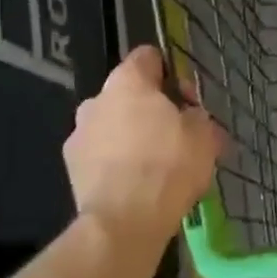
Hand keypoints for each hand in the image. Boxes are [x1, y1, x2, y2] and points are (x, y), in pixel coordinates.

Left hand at [64, 46, 223, 236]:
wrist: (124, 221)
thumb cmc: (169, 166)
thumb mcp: (204, 136)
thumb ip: (197, 116)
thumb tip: (191, 116)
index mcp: (128, 82)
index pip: (148, 56)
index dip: (172, 73)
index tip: (188, 100)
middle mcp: (96, 100)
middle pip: (129, 93)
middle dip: (152, 109)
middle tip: (178, 136)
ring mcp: (78, 133)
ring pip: (113, 124)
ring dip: (133, 135)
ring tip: (157, 164)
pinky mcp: (72, 166)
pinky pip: (101, 153)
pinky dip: (117, 161)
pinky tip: (137, 183)